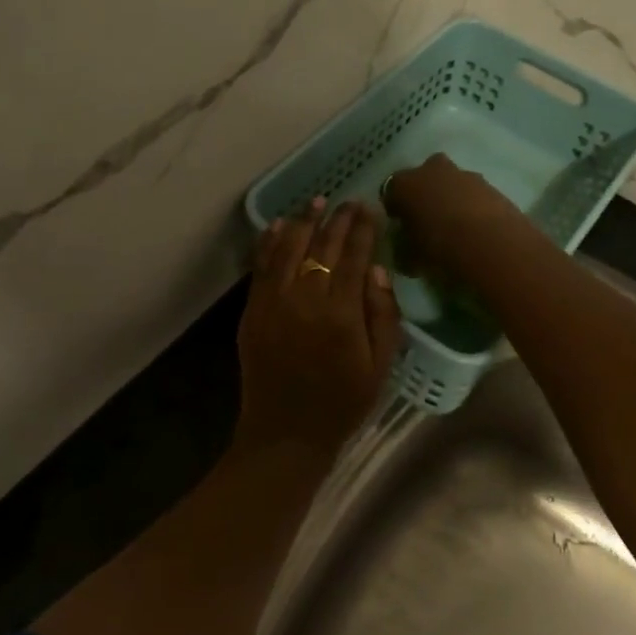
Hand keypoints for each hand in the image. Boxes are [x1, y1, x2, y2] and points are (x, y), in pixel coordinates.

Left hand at [237, 198, 401, 451]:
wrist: (286, 433)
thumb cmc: (342, 403)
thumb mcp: (380, 366)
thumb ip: (383, 315)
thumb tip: (376, 269)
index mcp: (342, 313)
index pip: (353, 257)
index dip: (362, 229)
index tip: (368, 208)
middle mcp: (306, 299)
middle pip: (322, 247)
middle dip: (337, 220)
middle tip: (347, 201)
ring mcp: (274, 302)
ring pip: (288, 248)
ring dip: (303, 222)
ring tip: (316, 201)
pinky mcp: (253, 311)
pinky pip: (261, 267)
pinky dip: (269, 242)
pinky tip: (278, 225)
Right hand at [381, 154, 532, 284]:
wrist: (491, 244)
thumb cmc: (439, 248)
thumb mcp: (410, 258)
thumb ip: (403, 250)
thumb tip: (405, 252)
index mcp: (404, 184)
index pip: (391, 191)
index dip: (394, 209)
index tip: (400, 226)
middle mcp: (431, 170)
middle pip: (423, 178)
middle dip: (424, 194)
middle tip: (427, 220)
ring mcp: (464, 175)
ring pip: (451, 183)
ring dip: (450, 198)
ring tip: (455, 228)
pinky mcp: (491, 185)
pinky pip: (473, 194)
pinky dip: (472, 206)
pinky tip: (476, 229)